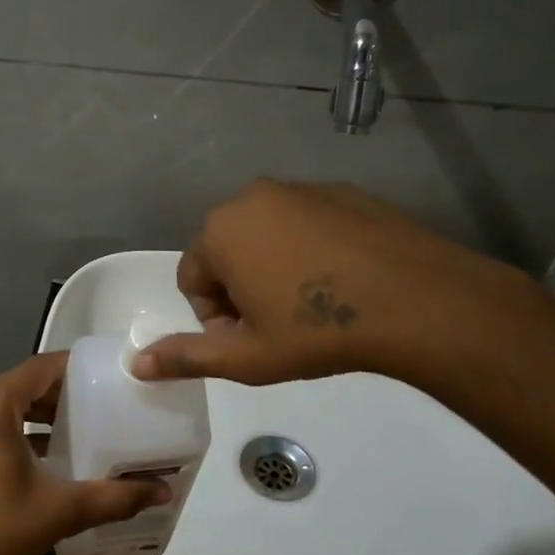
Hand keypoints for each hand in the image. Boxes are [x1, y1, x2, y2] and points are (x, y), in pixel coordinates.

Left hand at [0, 353, 171, 554]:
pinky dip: (25, 428)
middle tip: (110, 402)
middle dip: (67, 392)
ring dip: (46, 412)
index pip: (42, 367)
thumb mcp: (58, 510)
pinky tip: (55, 452)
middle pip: (27, 383)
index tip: (114, 376)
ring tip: (90, 425)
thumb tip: (163, 490)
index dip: (79, 367)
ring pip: (11, 403)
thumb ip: (113, 497)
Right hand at [132, 179, 543, 386]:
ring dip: (271, 267)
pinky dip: (308, 249)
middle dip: (239, 288)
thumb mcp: (247, 357)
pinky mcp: (342, 191)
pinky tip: (340, 280)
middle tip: (277, 324)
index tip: (250, 339)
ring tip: (310, 303)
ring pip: (264, 234)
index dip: (213, 316)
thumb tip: (136, 365)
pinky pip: (304, 223)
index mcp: (220, 231)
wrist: (418, 301)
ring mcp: (300, 189)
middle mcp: (251, 197)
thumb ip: (187, 357)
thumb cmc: (318, 331)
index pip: (191, 278)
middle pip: (224, 250)